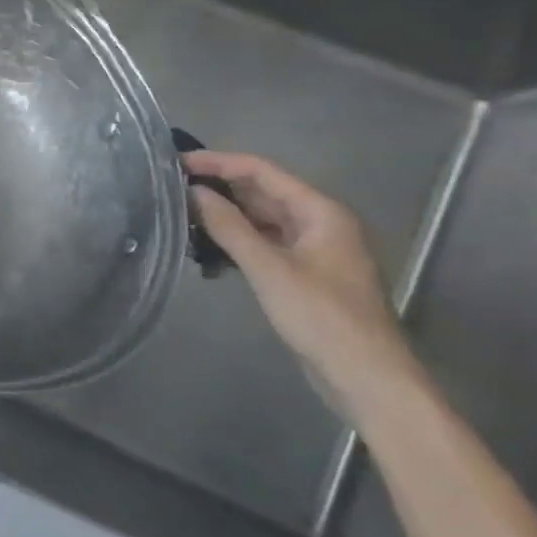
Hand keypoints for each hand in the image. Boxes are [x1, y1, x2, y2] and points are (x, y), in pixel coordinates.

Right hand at [184, 151, 417, 406]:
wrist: (364, 375)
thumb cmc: (320, 315)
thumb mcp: (268, 268)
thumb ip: (229, 227)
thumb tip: (193, 192)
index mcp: (320, 211)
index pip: (262, 171)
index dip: (219, 163)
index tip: (177, 162)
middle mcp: (320, 222)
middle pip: (263, 192)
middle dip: (220, 188)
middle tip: (172, 187)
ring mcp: (313, 249)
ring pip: (262, 220)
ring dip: (226, 215)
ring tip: (182, 214)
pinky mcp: (304, 273)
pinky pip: (265, 243)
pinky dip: (237, 241)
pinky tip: (208, 248)